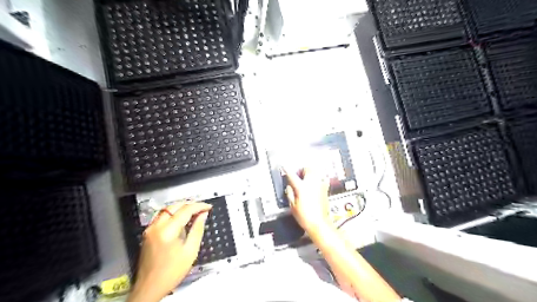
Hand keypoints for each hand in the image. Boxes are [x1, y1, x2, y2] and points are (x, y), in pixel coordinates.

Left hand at [128, 200, 213, 301]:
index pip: (185, 210)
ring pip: (167, 209)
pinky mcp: (148, 233)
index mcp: (167, 231)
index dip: (199, 206)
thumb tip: (203, 215)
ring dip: (181, 207)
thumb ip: (197, 229)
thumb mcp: (190, 251)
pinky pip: (161, 216)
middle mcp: (156, 226)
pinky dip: (172, 213)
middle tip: (202, 209)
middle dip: (190, 205)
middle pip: (174, 206)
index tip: (208, 207)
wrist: (150, 288)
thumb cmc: (172, 272)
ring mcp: (150, 229)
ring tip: (194, 212)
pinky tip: (181, 219)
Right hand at [285, 166, 331, 231]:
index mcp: (301, 187)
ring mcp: (320, 185)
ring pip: (316, 171)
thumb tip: (289, 186)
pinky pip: (322, 178)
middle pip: (308, 168)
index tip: (283, 167)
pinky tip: (315, 183)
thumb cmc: (305, 216)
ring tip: (306, 178)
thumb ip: (290, 193)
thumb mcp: (292, 205)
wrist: (319, 223)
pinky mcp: (325, 189)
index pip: (292, 175)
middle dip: (302, 169)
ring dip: (310, 172)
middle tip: (298, 175)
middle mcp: (312, 184)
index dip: (287, 170)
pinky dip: (318, 178)